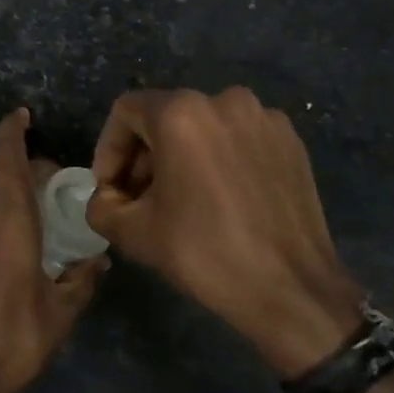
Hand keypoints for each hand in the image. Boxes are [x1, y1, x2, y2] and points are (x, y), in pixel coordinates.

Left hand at [0, 108, 106, 392]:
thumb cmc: (10, 340)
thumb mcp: (59, 313)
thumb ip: (81, 278)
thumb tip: (97, 259)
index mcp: (8, 218)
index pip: (8, 157)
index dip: (14, 130)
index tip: (22, 115)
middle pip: (2, 181)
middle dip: (27, 184)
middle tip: (52, 208)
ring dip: (7, 211)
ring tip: (29, 243)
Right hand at [85, 87, 363, 377]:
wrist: (292, 291)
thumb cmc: (205, 253)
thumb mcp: (133, 233)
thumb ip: (101, 205)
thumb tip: (107, 197)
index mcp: (180, 113)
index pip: (125, 112)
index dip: (109, 149)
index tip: (112, 188)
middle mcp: (223, 101)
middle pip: (165, 116)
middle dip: (144, 155)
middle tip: (140, 198)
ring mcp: (263, 119)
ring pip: (203, 127)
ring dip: (181, 156)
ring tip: (181, 199)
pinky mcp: (291, 141)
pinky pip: (238, 138)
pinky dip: (219, 159)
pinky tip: (221, 199)